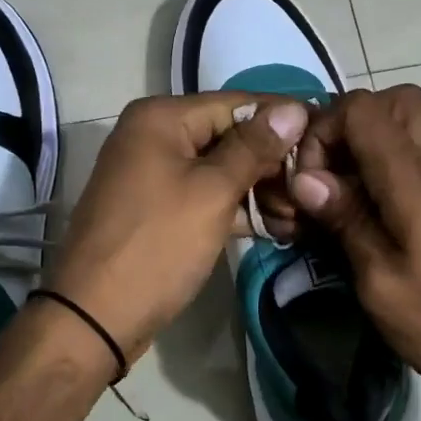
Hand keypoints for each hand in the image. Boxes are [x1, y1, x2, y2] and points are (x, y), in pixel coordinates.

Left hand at [46, 92, 307, 366]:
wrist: (94, 316)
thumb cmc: (157, 245)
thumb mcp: (212, 192)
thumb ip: (254, 148)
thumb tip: (294, 108)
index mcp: (161, 118)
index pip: (237, 104)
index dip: (283, 119)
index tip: (325, 135)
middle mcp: (153, 135)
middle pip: (228, 136)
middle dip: (272, 163)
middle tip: (312, 188)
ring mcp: (152, 173)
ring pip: (219, 169)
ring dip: (259, 189)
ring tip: (300, 215)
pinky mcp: (156, 208)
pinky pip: (204, 195)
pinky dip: (236, 208)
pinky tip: (275, 228)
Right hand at [285, 85, 420, 408]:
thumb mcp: (380, 280)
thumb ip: (345, 220)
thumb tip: (305, 178)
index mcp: (411, 178)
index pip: (362, 107)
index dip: (324, 130)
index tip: (308, 181)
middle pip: (392, 102)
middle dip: (346, 127)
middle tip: (326, 174)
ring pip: (399, 130)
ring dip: (359, 151)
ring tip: (334, 201)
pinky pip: (404, 164)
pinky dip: (374, 175)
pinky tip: (355, 222)